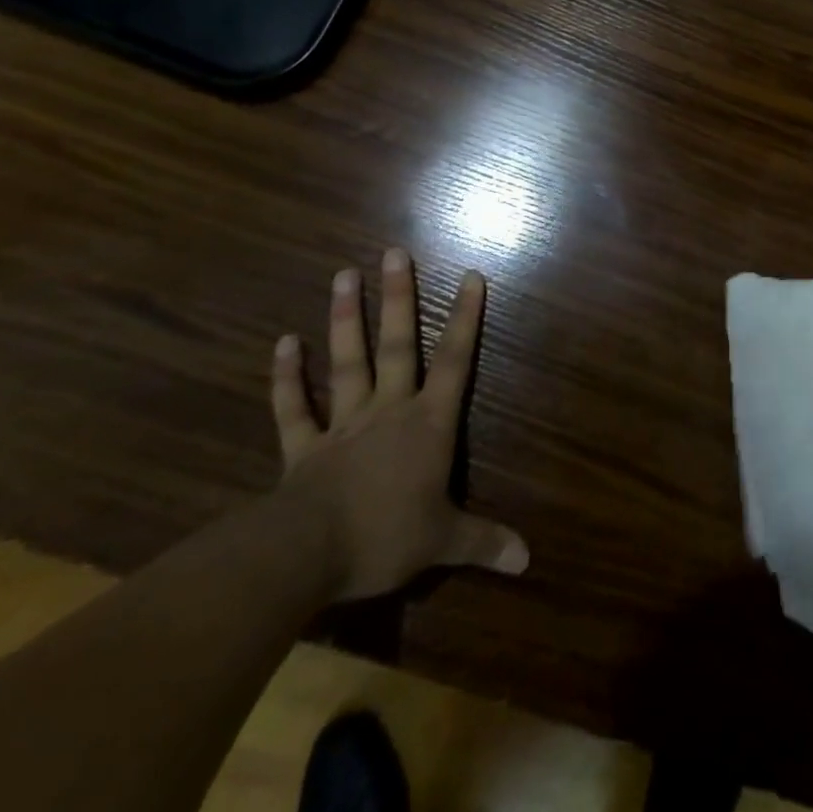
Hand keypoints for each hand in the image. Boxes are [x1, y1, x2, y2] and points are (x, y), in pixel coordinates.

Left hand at [270, 248, 529, 600]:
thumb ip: (485, 542)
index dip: (465, 318)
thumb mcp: (444, 542)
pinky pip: (293, 408)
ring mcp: (342, 424)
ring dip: (345, 319)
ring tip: (344, 274)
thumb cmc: (385, 538)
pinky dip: (286, 376)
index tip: (470, 275)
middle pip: (396, 345)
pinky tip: (283, 342)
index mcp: (427, 423)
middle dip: (398, 298)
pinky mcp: (302, 448)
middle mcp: (387, 410)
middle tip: (394, 251)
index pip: (455, 361)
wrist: (306, 556)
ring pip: (346, 362)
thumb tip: (529, 559)